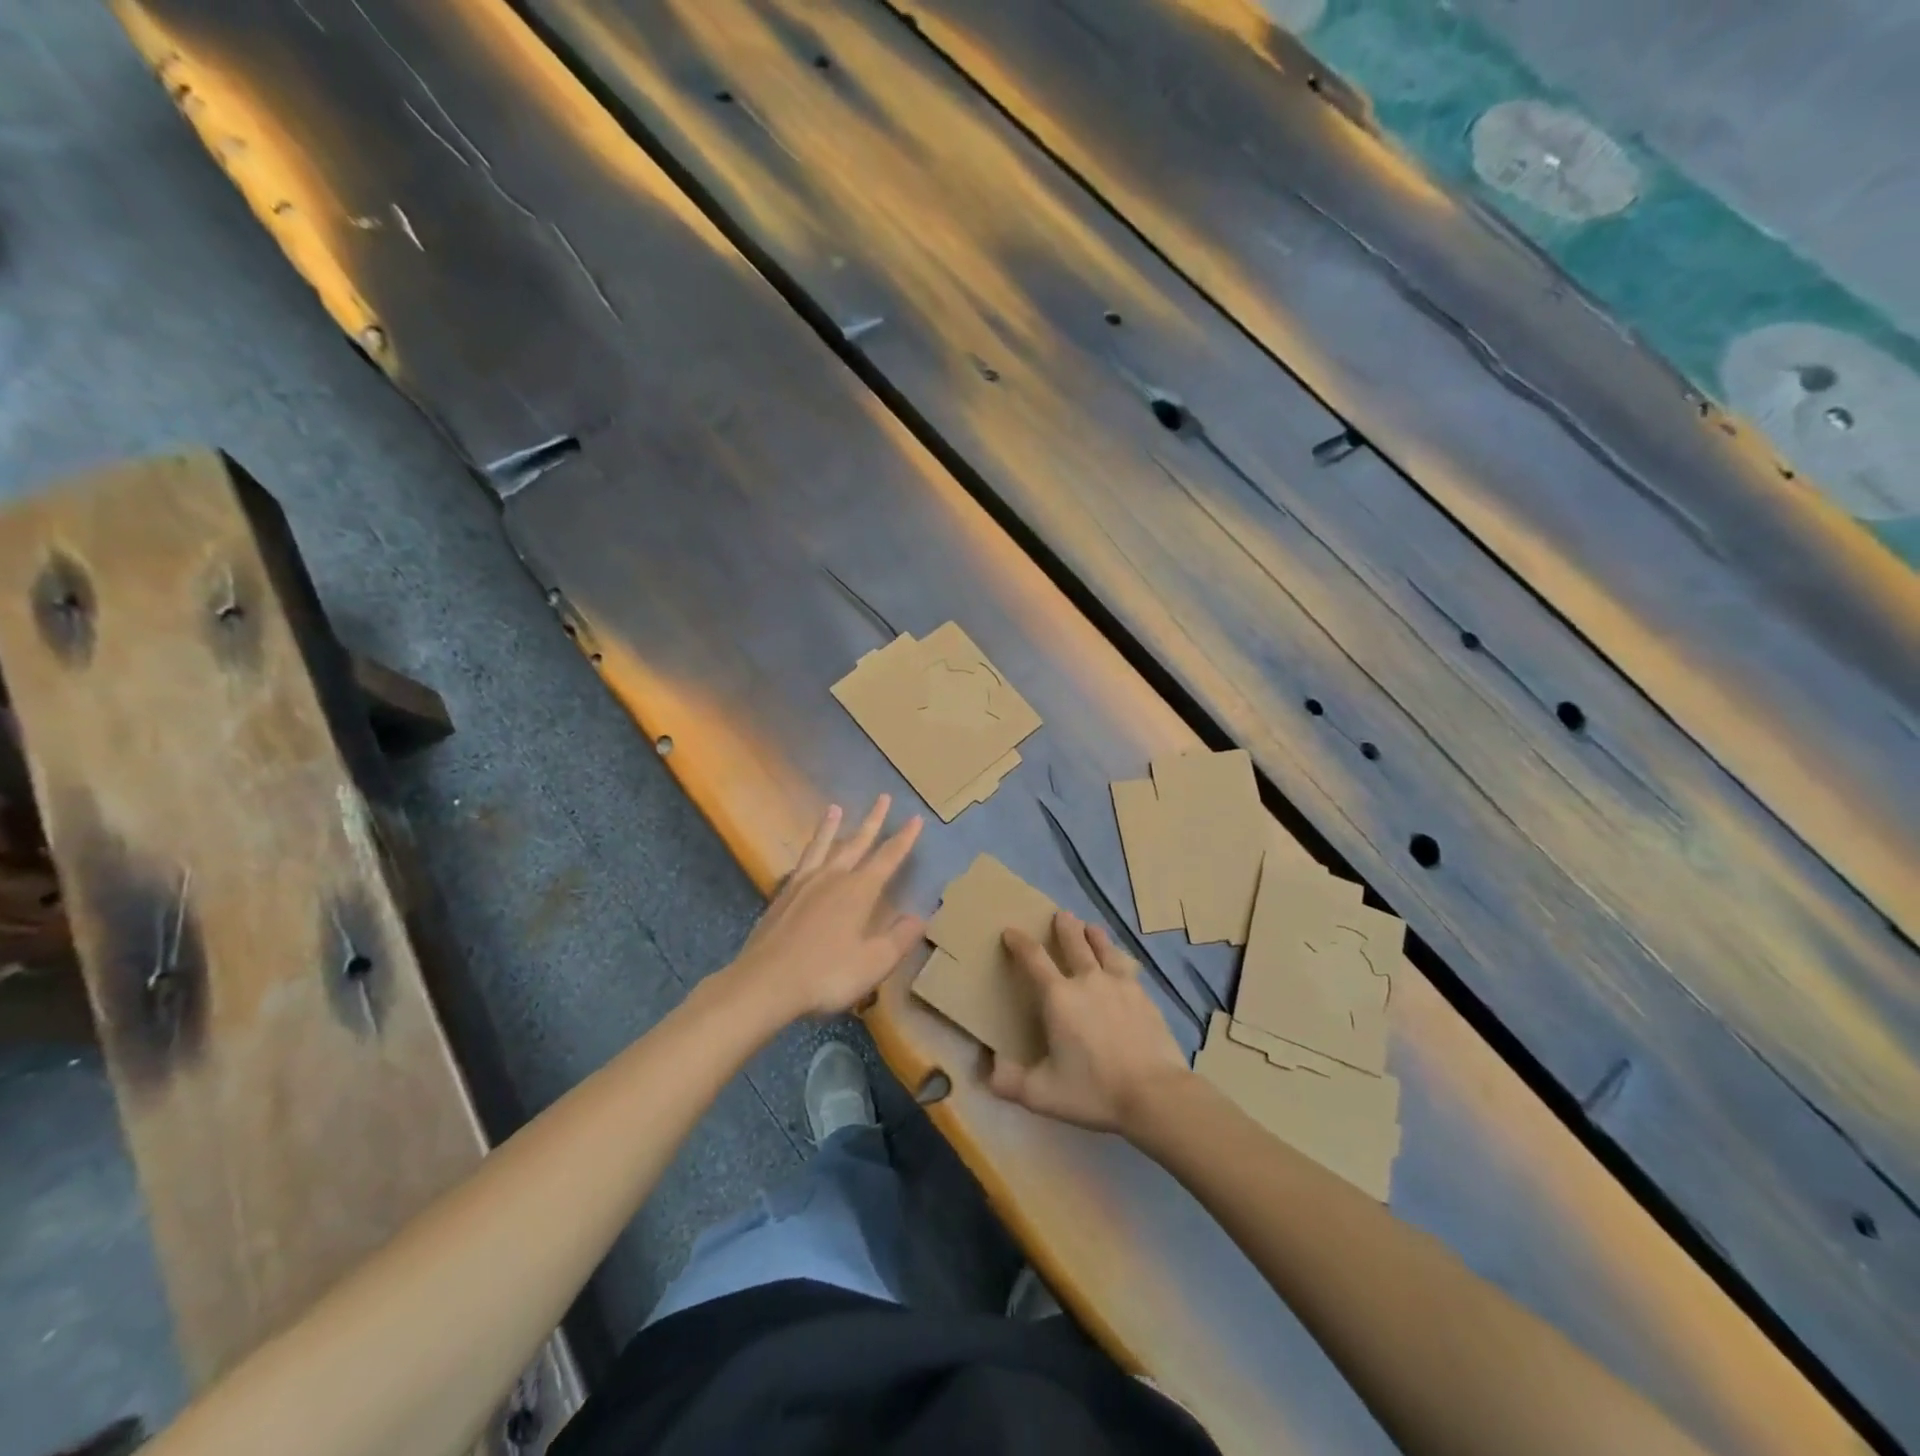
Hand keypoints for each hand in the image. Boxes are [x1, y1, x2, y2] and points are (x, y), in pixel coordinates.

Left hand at [721, 796, 925, 1022]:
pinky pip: (802, 862)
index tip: (915, 818)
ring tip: (835, 807)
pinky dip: (809, 851)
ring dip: (832, 827)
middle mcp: (833, 878)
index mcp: (859, 891)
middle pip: (857, 843)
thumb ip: (900, 938)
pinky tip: (808, 856)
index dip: (904, 839)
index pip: (888, 858)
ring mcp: (804, 884)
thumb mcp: (874, 962)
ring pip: (823, 846)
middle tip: (883, 797)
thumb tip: (921, 917)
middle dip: (873, 820)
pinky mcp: (782, 896)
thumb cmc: (826, 974)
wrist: (765, 983)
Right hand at [987, 911, 1190, 1134]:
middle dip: (1065, 927)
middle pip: (1075, 943)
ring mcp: (1120, 986)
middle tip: (1061, 914)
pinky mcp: (1144, 997)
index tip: (1010, 931)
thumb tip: (987, 1068)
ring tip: (1091, 926)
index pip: (1033, 959)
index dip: (1019, 942)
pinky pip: (1127, 969)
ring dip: (1095, 936)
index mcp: (1058, 997)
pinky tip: (1122, 965)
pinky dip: (1119, 960)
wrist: (1154, 1094)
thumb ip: (1009, 1081)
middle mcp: (1088, 981)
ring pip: (1105, 950)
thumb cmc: (1094, 1090)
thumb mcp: (1041, 1094)